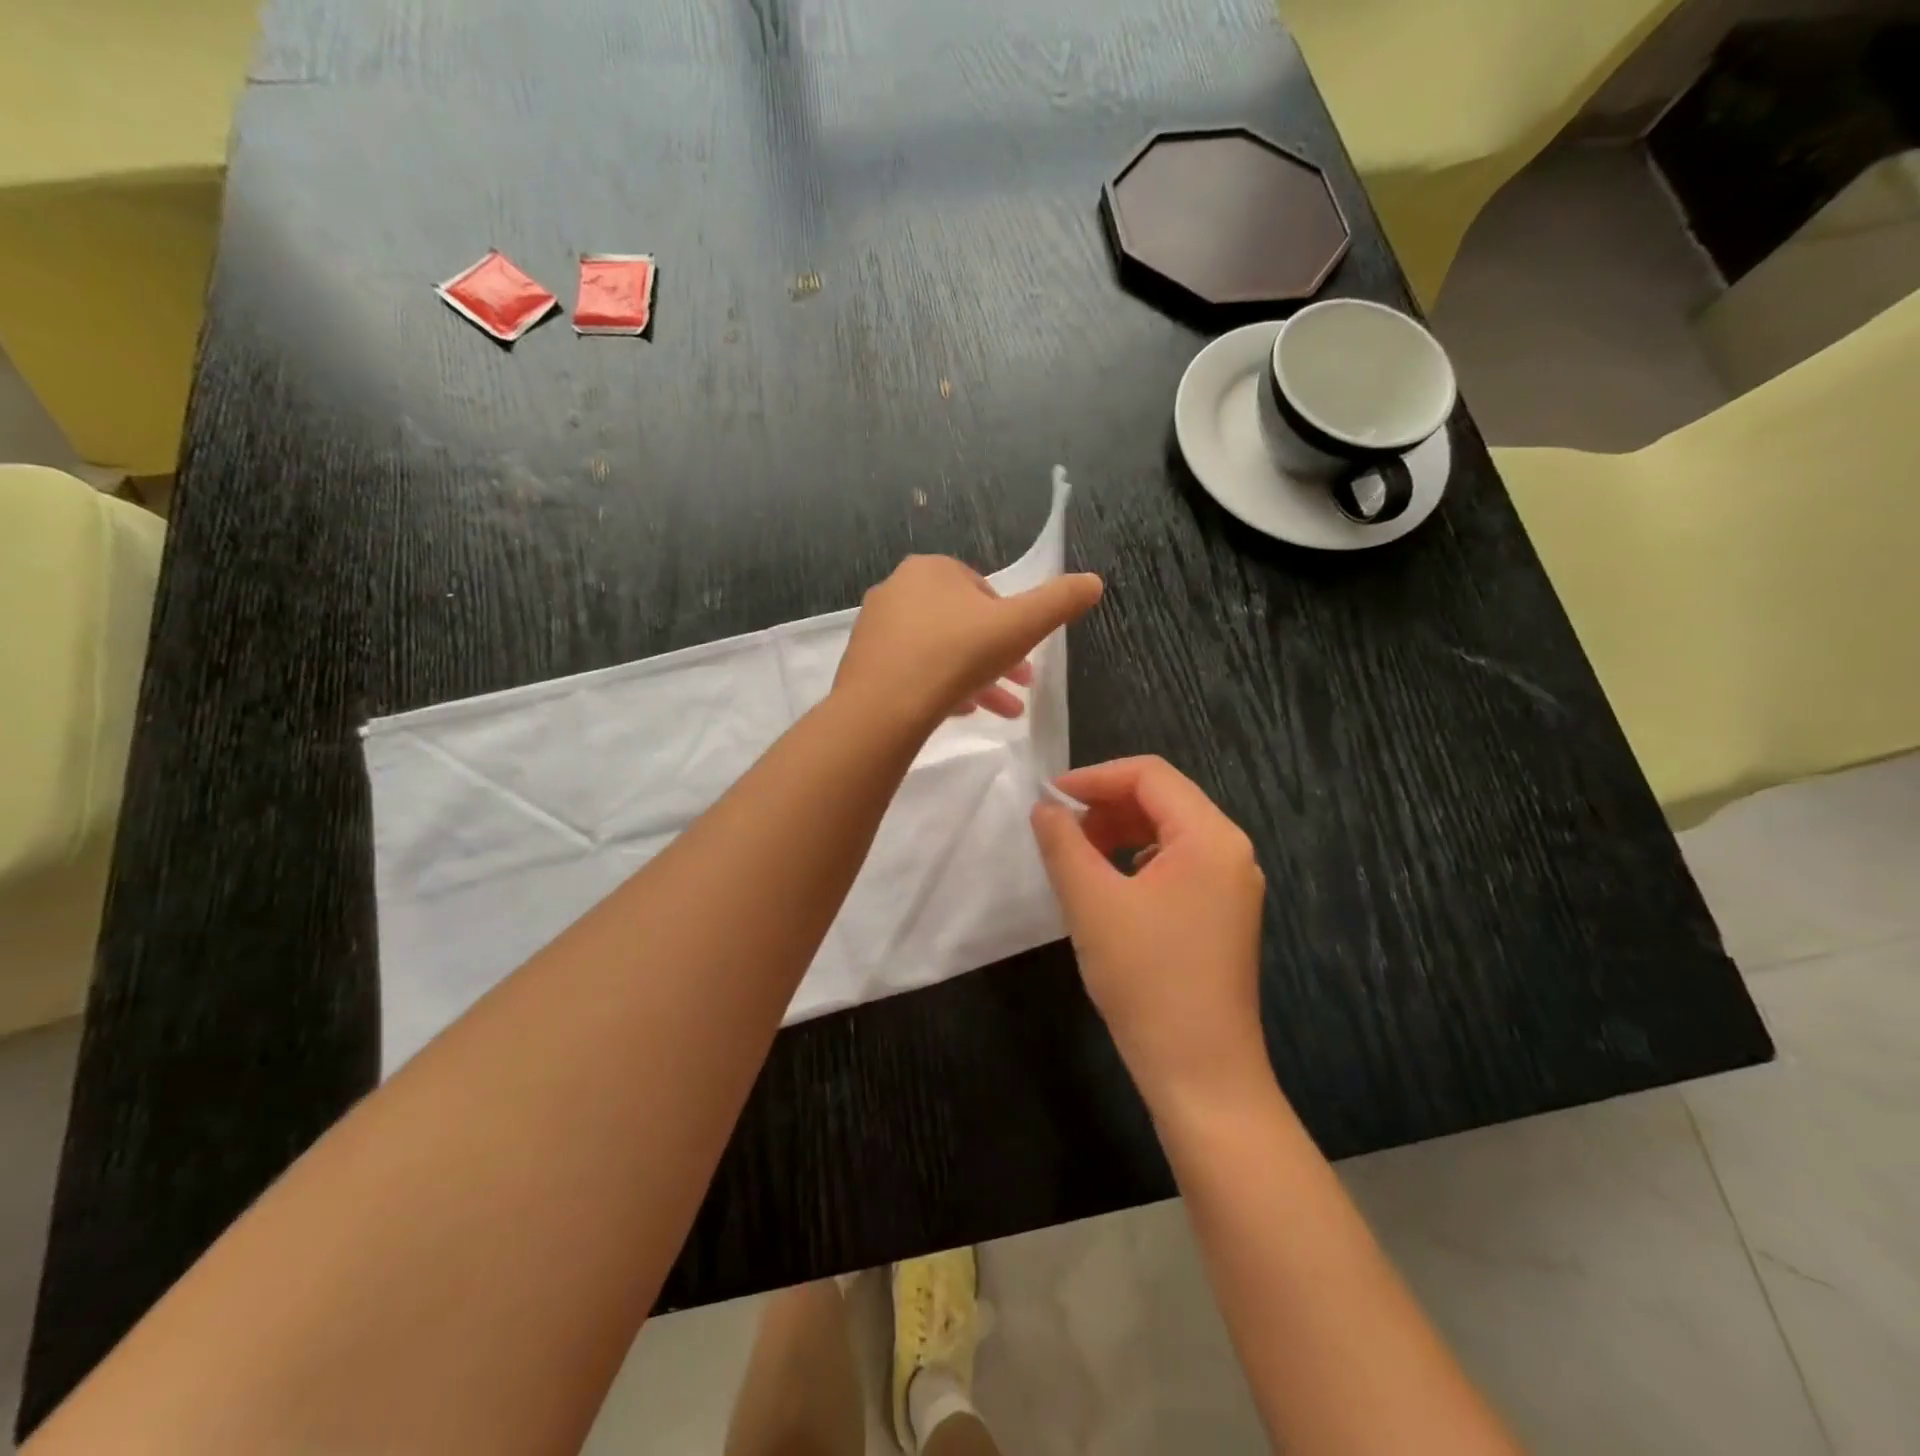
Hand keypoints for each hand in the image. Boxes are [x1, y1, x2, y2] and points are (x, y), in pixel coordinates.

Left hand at [835, 555, 1102, 726]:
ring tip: (1002, 711)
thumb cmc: (957, 655)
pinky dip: (940, 687)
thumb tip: (1094, 581)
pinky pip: (911, 670)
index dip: (1011, 623)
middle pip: (961, 623)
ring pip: (938, 650)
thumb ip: (1058, 602)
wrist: (883, 707)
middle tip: (1021, 686)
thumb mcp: (1020, 626)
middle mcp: (897, 590)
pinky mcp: (863, 664)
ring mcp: (876, 628)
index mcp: (932, 570)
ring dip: (974, 677)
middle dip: (997, 656)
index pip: (982, 591)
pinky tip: (961, 713)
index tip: (1026, 654)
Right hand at [1031, 757, 1268, 1106]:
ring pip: (1170, 832)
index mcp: (1210, 837)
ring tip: (1080, 855)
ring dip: (1120, 831)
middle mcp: (1231, 851)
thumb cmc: (1146, 979)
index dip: (1095, 777)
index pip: (1150, 775)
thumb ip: (1064, 844)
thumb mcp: (1092, 903)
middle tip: (1061, 829)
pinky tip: (1111, 885)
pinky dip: (1138, 859)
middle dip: (1107, 804)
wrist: (1201, 1073)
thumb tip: (1045, 808)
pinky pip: (1178, 863)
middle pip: (1164, 799)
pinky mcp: (1224, 913)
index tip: (1050, 797)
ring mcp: (1232, 884)